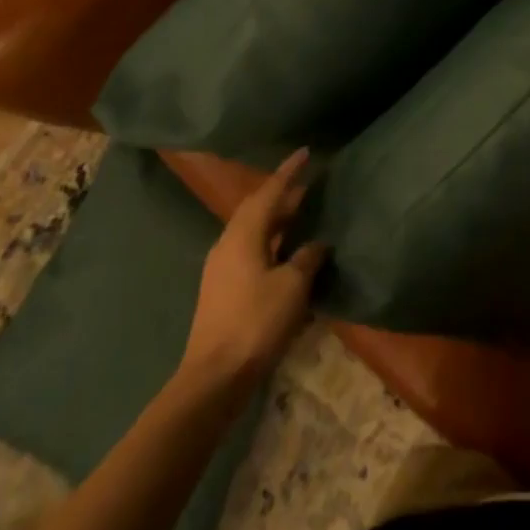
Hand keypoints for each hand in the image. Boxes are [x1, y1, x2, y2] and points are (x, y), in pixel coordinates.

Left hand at [182, 149, 327, 385]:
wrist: (213, 378)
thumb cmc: (255, 323)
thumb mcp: (291, 287)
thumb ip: (307, 258)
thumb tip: (317, 243)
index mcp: (244, 234)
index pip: (270, 191)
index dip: (289, 171)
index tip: (305, 152)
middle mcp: (228, 242)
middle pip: (258, 208)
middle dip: (282, 195)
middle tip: (309, 185)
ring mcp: (221, 267)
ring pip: (253, 230)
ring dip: (277, 220)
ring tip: (302, 216)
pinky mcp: (222, 288)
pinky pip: (250, 249)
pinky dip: (270, 242)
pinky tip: (286, 253)